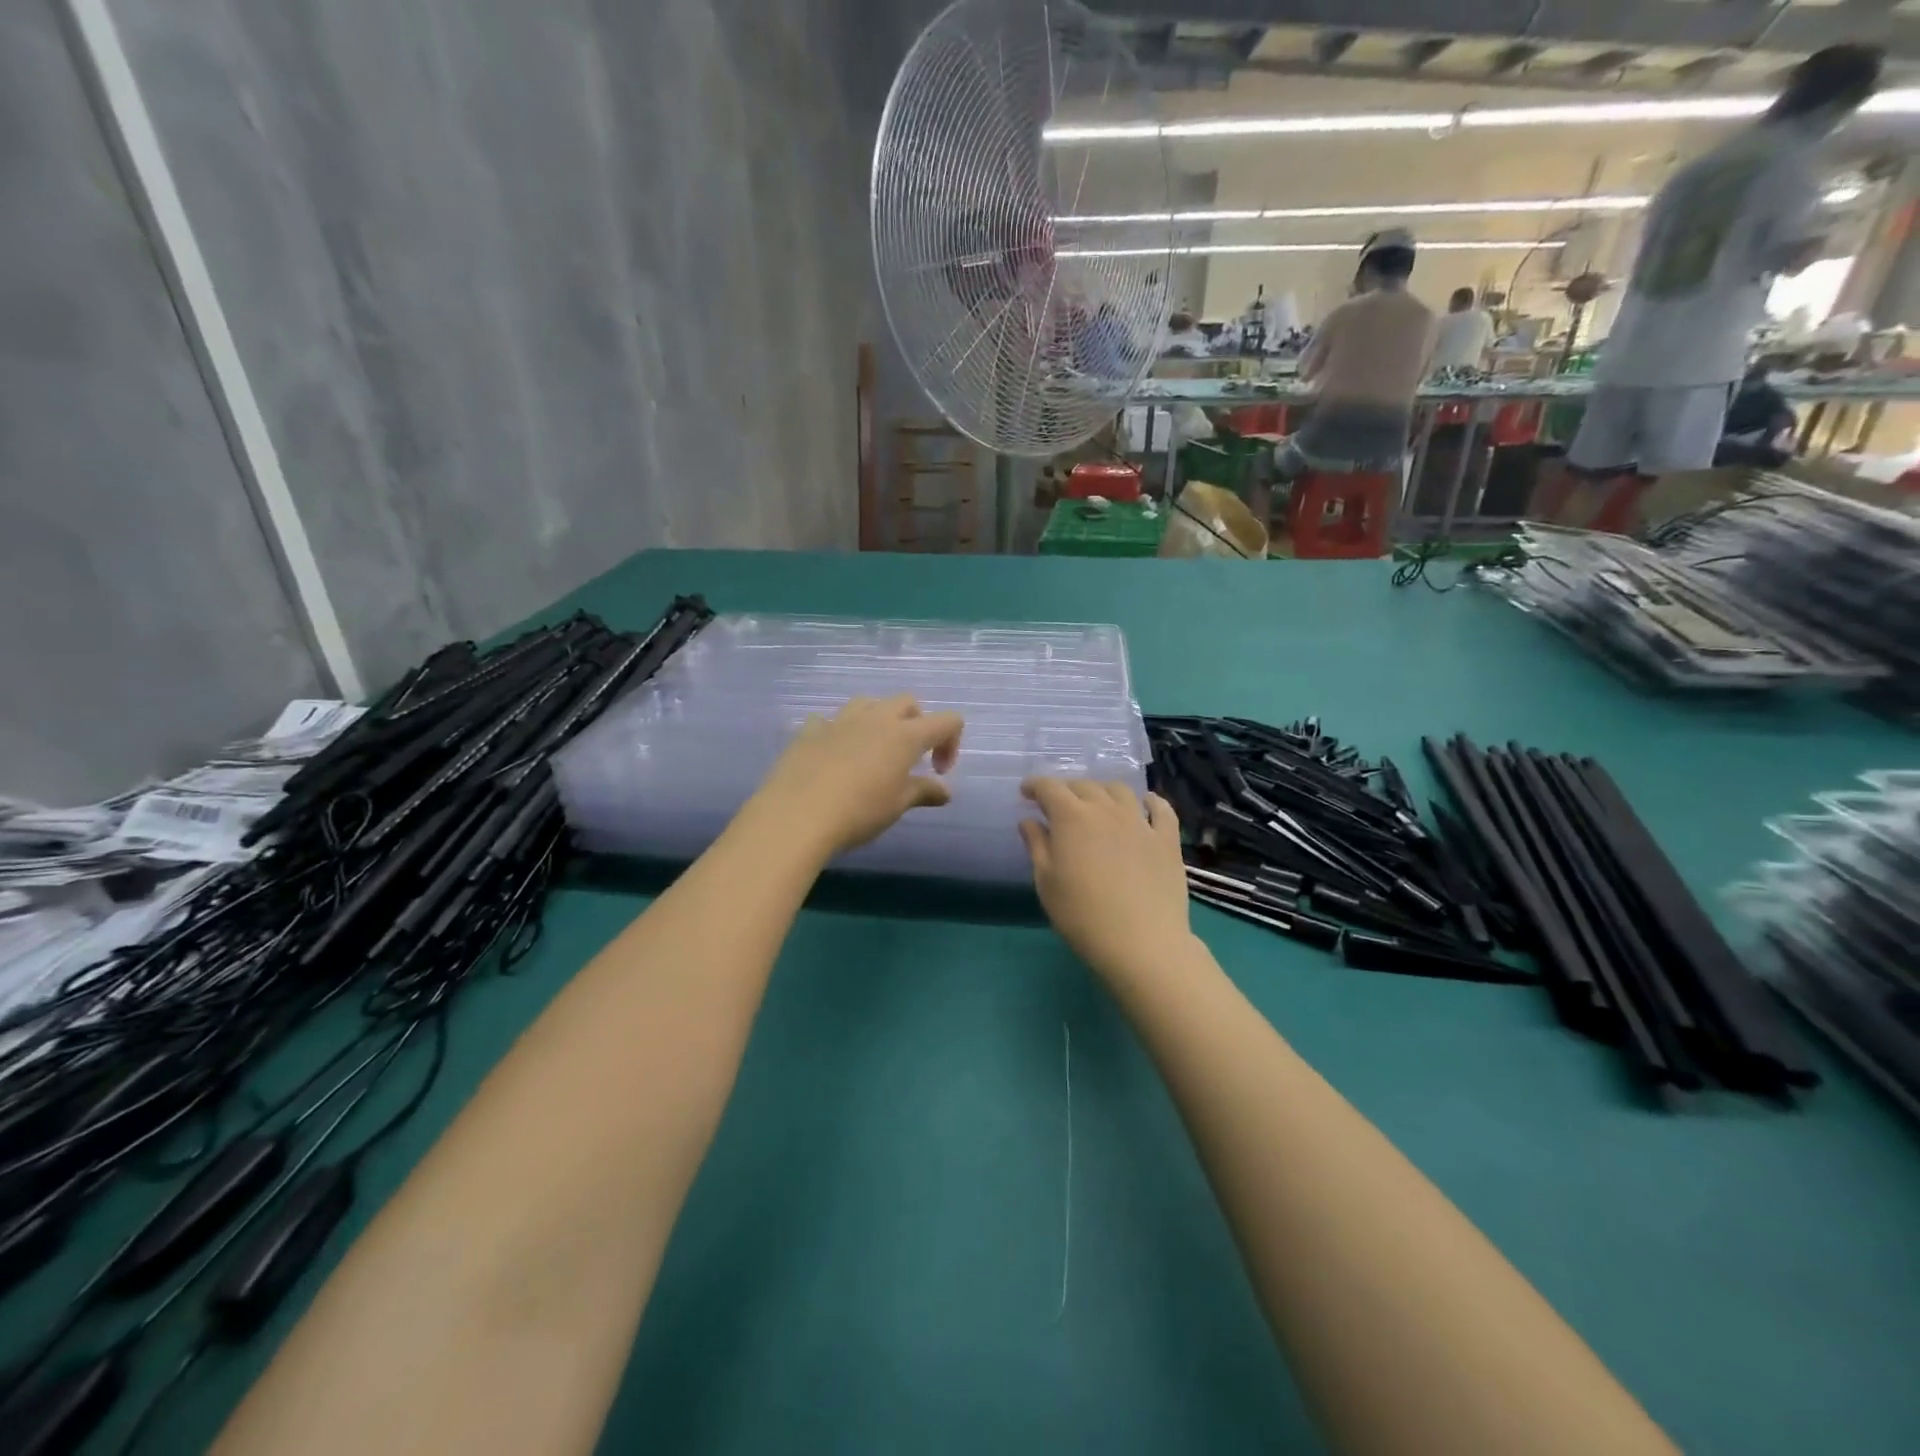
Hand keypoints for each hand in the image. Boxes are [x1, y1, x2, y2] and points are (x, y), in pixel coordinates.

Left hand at [750, 696, 962, 857]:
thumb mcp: (898, 805)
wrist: (797, 815)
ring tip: (872, 751)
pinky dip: (837, 732)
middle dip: (916, 723)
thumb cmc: (859, 811)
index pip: (947, 721)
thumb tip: (945, 791)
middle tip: (909, 758)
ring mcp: (840, 721)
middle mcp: (876, 719)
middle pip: (907, 703)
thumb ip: (924, 792)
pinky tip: (832, 755)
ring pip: (867, 703)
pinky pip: (828, 720)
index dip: (951, 743)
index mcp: (906, 735)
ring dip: (878, 720)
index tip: (937, 772)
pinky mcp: (810, 731)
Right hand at [1018, 779, 1193, 980]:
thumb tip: (1029, 820)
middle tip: (1057, 805)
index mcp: (1072, 818)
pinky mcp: (1167, 839)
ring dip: (1103, 791)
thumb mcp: (1046, 883)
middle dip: (1066, 790)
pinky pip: (1160, 808)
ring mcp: (1140, 822)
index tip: (1026, 793)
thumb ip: (1037, 846)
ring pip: (1120, 791)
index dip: (1035, 786)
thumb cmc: (1082, 916)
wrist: (1142, 943)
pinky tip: (1144, 805)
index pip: (1049, 788)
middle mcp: (1106, 809)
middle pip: (1084, 786)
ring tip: (1097, 804)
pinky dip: (1149, 801)